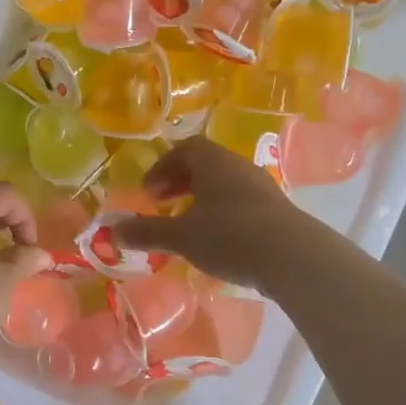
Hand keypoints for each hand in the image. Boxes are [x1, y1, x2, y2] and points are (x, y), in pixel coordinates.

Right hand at [111, 138, 311, 291]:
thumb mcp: (181, 237)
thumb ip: (147, 231)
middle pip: (206, 164)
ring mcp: (262, 187)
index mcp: (213, 162)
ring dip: (202, 198)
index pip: (185, 148)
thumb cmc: (230, 236)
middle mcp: (238, 167)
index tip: (149, 192)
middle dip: (180, 182)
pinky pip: (242, 202)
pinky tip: (218, 241)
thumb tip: (113, 231)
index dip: (163, 166)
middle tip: (163, 204)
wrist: (293, 257)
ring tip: (188, 225)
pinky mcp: (277, 211)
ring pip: (225, 184)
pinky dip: (222, 213)